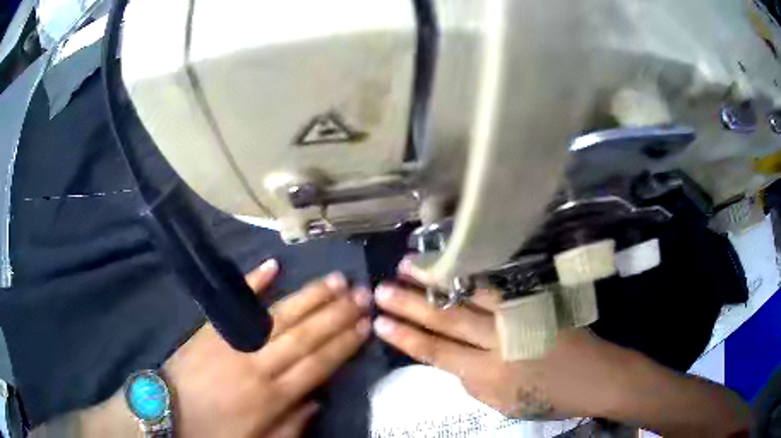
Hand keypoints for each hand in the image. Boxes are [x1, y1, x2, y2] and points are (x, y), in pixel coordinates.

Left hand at [165, 260, 371, 437]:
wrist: (166, 412)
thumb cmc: (214, 433)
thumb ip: (292, 426)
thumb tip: (317, 399)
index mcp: (272, 397)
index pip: (318, 364)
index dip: (344, 343)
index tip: (366, 325)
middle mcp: (258, 365)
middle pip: (305, 336)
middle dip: (337, 314)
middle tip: (363, 294)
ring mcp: (232, 342)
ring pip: (280, 317)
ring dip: (310, 297)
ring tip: (336, 281)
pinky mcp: (211, 329)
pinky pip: (237, 303)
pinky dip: (254, 283)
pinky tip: (273, 266)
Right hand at [371, 259, 647, 419]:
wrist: (596, 376)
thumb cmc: (550, 398)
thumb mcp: (504, 404)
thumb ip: (474, 381)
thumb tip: (452, 359)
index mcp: (488, 375)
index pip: (436, 353)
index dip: (406, 337)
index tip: (380, 322)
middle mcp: (499, 342)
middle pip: (447, 320)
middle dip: (410, 304)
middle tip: (381, 288)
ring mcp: (519, 317)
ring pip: (469, 295)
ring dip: (437, 279)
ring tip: (409, 263)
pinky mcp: (534, 302)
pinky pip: (497, 287)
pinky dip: (471, 276)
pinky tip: (454, 263)